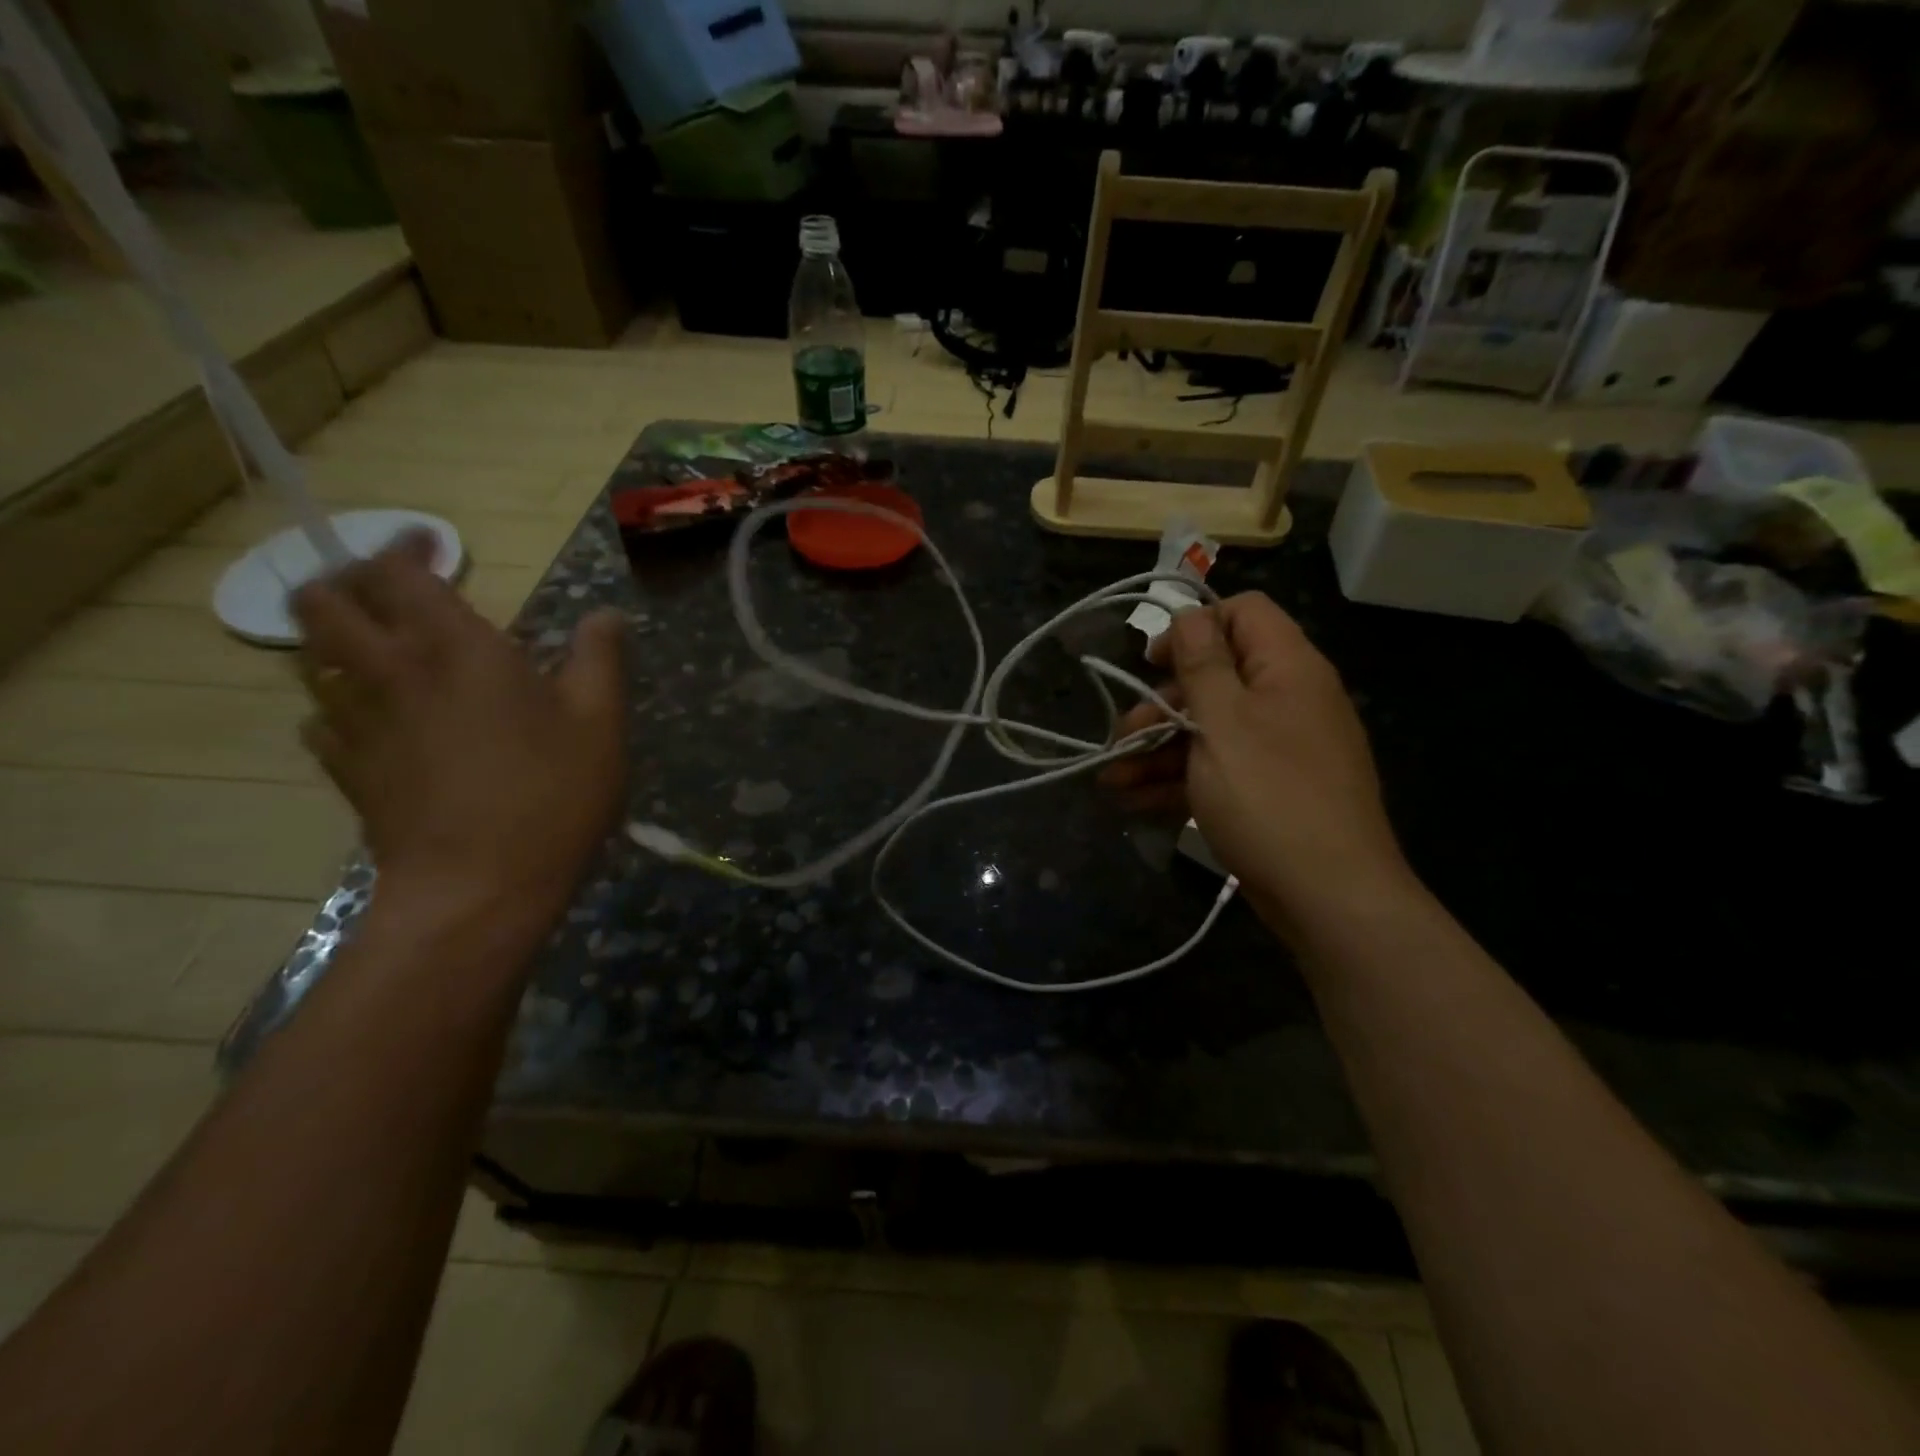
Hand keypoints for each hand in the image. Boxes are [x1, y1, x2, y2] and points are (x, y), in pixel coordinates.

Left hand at [292, 534, 626, 937]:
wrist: (479, 887)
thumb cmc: (551, 794)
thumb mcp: (600, 721)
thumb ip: (600, 658)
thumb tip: (607, 616)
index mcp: (455, 648)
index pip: (398, 572)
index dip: (406, 548)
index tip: (433, 547)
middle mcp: (391, 672)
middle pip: (322, 602)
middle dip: (346, 582)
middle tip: (392, 594)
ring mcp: (358, 724)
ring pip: (311, 659)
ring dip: (338, 641)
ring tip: (384, 652)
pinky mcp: (347, 771)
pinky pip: (321, 720)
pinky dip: (341, 705)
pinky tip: (379, 722)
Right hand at [1101, 593, 1408, 934]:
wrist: (1330, 897)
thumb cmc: (1269, 795)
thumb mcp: (1223, 721)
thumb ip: (1201, 663)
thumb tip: (1189, 614)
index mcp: (1287, 668)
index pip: (1243, 613)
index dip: (1194, 627)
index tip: (1153, 663)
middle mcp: (1287, 700)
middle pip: (1215, 678)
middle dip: (1160, 706)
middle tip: (1120, 737)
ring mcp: (1279, 749)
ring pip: (1208, 730)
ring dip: (1157, 750)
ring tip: (1112, 781)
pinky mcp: (1268, 791)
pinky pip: (1218, 769)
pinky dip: (1178, 781)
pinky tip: (1134, 801)